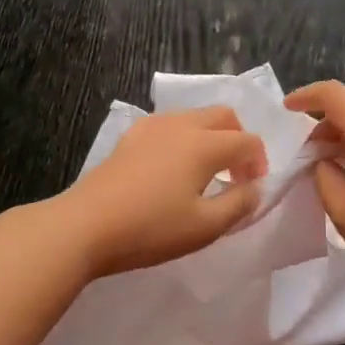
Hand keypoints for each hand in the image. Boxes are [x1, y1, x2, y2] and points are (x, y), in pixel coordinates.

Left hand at [61, 107, 266, 278]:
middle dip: (239, 138)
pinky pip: (170, 124)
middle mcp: (182, 125)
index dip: (259, 162)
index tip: (253, 188)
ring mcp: (153, 126)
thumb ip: (238, 205)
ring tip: (206, 171)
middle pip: (224, 116)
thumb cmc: (150, 229)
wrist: (85, 225)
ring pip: (196, 116)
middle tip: (236, 172)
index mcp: (205, 144)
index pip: (247, 141)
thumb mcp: (204, 227)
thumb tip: (255, 188)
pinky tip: (173, 166)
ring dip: (212, 135)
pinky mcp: (131, 135)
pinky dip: (185, 136)